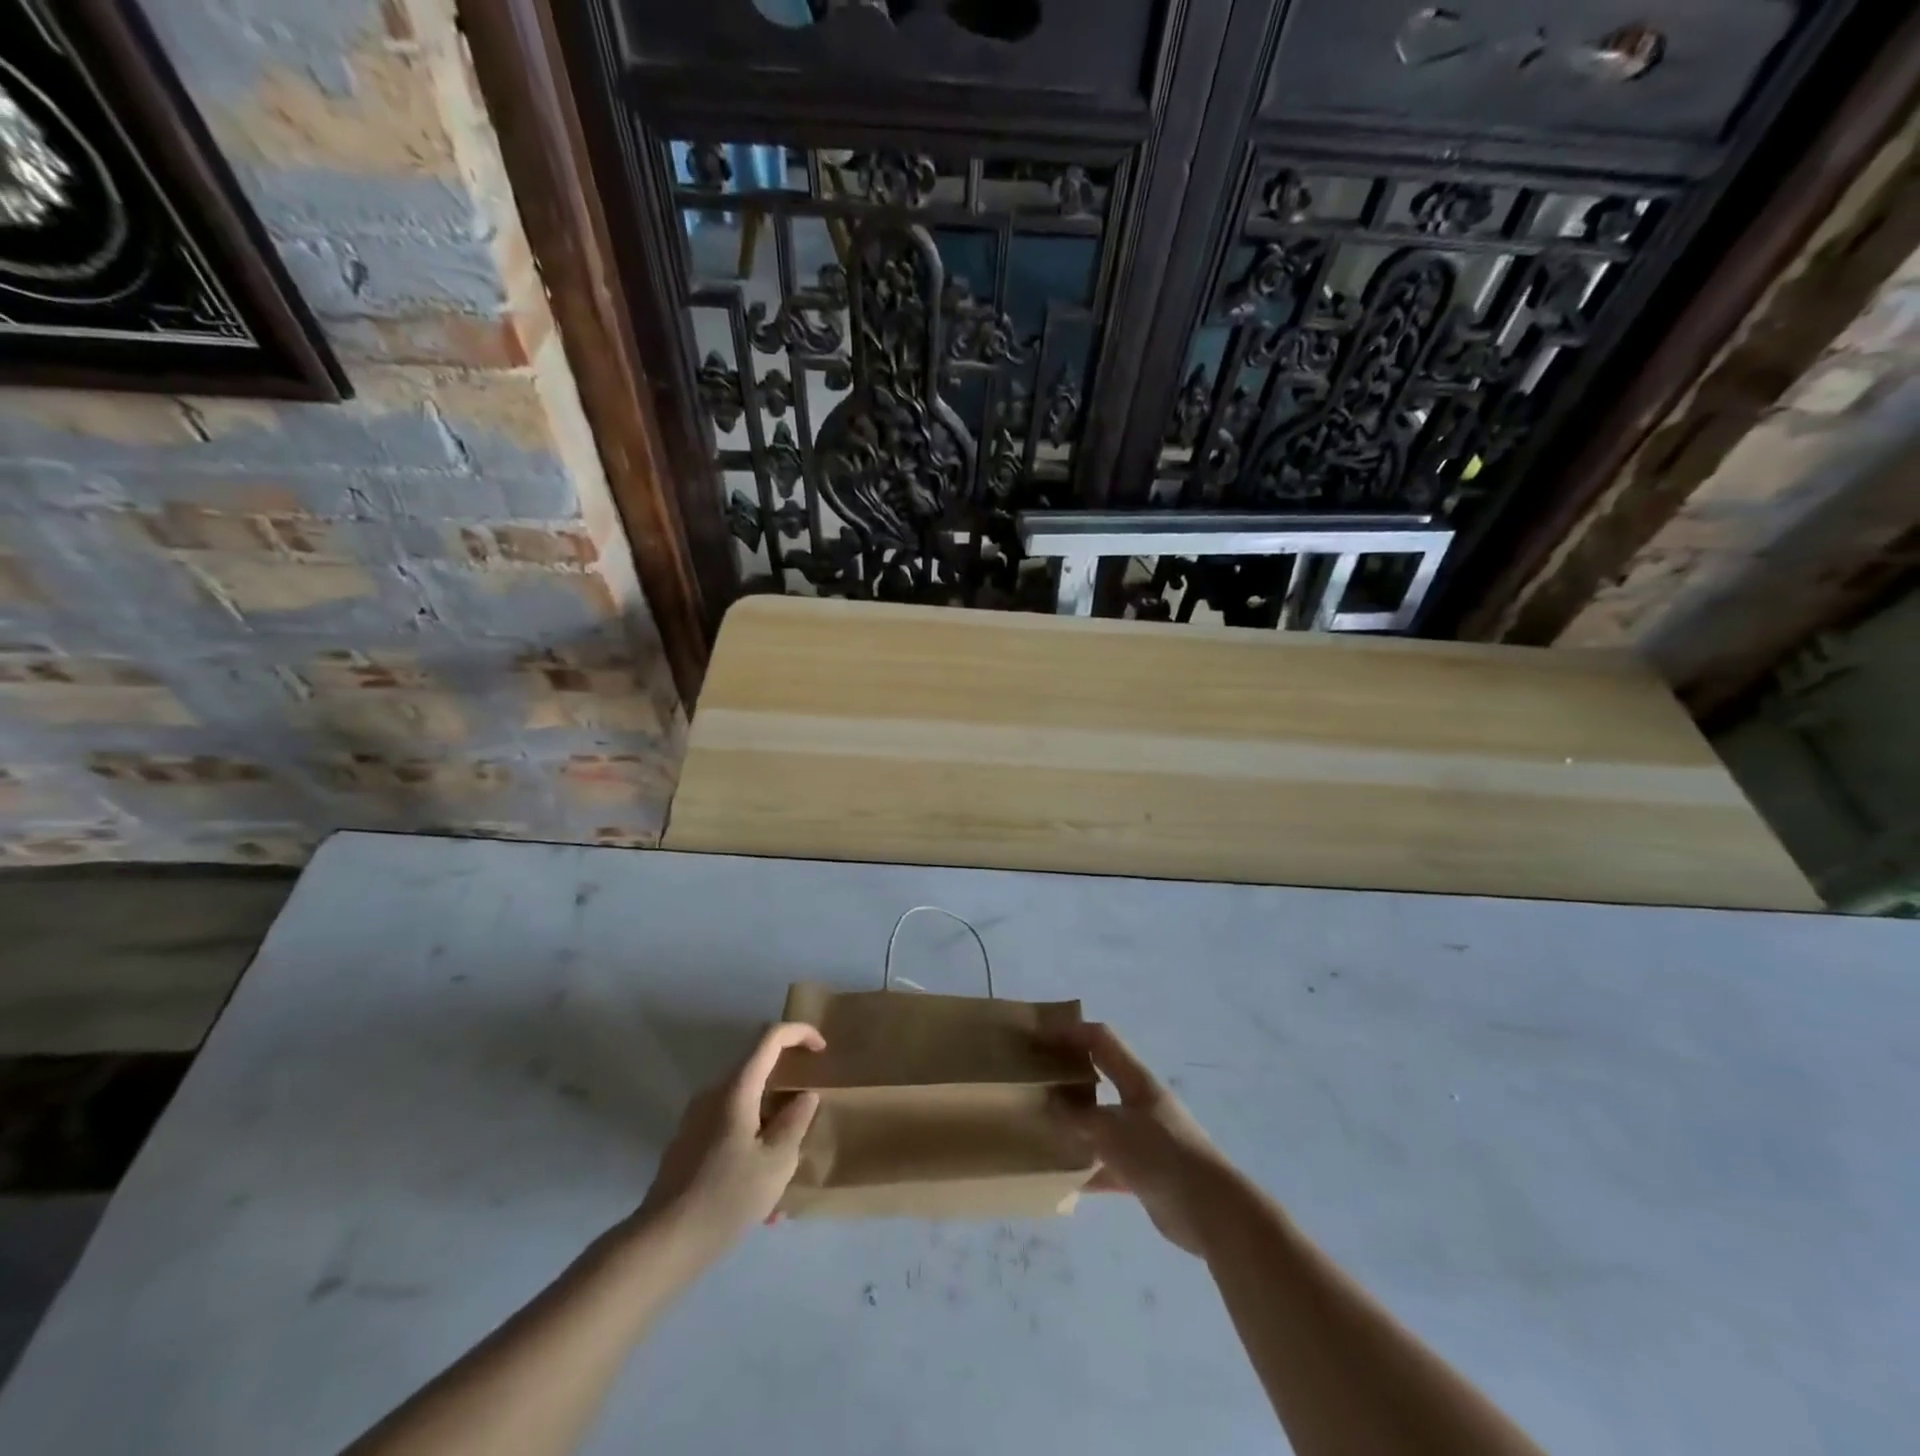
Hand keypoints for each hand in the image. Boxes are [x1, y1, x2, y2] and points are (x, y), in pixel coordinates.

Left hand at [636, 1022, 824, 1252]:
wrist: (662, 1244)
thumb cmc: (726, 1198)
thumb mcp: (776, 1162)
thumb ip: (795, 1122)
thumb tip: (804, 1096)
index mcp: (736, 1089)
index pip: (770, 1038)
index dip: (800, 1033)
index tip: (822, 1051)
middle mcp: (713, 1094)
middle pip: (758, 1072)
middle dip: (787, 1091)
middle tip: (809, 1121)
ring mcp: (696, 1119)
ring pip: (746, 1106)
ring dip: (771, 1128)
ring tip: (786, 1173)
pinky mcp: (688, 1145)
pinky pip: (730, 1130)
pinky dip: (752, 1146)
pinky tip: (761, 1199)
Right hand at [1055, 1023, 1231, 1256]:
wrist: (1210, 1210)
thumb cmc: (1161, 1153)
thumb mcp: (1112, 1130)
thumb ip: (1078, 1117)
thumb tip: (1049, 1104)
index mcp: (1135, 1079)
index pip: (1100, 1039)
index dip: (1070, 1031)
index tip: (1038, 1035)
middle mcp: (1139, 1102)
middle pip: (1099, 1077)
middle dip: (1068, 1075)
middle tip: (1034, 1080)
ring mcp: (1143, 1138)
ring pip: (1101, 1122)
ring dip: (1075, 1124)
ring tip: (1041, 1128)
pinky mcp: (1145, 1173)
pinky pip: (1107, 1165)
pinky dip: (1087, 1170)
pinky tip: (1062, 1181)